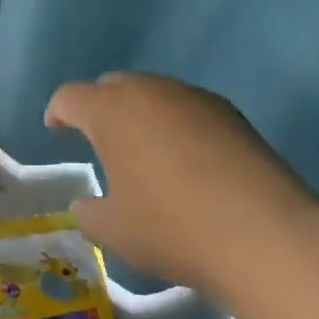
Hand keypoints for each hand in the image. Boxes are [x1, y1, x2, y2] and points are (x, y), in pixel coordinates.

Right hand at [45, 72, 318, 299]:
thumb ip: (90, 213)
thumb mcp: (117, 232)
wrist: (261, 231)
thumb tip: (85, 204)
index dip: (58, 111)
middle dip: (100, 108)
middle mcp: (148, 90)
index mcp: (111, 111)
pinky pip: (185, 106)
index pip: (71, 96)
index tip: (56, 129)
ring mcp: (191, 95)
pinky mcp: (226, 109)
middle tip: (100, 142)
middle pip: (112, 86)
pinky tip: (188, 160)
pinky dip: (175, 124)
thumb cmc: (173, 228)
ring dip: (140, 114)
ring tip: (145, 153)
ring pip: (152, 93)